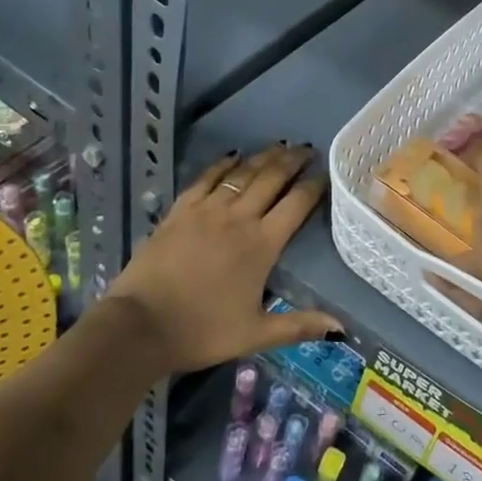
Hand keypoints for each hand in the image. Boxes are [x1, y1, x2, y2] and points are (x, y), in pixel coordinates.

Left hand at [98, 144, 340, 374]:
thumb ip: (299, 326)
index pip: (296, 204)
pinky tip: (232, 156)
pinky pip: (206, 179)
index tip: (327, 173)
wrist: (140, 325)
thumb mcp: (256, 334)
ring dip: (263, 157)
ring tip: (279, 146)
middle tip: (307, 148)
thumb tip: (341, 329)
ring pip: (242, 173)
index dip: (314, 186)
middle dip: (293, 160)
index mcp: (262, 245)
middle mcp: (238, 218)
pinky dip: (222, 165)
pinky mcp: (180, 211)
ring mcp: (206, 211)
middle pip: (272, 178)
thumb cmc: (202, 331)